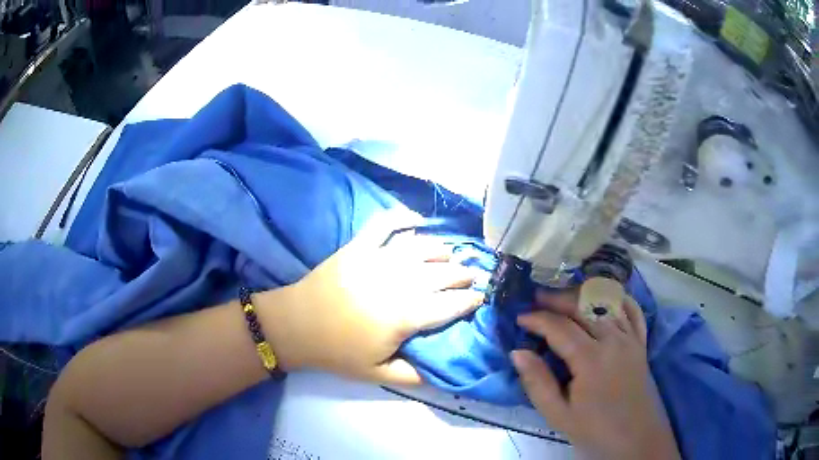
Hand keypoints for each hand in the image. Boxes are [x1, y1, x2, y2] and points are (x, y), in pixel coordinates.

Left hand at [260, 210, 483, 384]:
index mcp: (404, 315)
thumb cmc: (337, 352)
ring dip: (441, 249)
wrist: (296, 325)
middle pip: (440, 274)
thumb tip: (440, 373)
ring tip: (451, 253)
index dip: (468, 301)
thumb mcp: (377, 374)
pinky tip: (416, 219)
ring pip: (420, 248)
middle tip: (471, 275)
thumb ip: (413, 376)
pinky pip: (384, 225)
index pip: (449, 305)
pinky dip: (401, 217)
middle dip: (461, 273)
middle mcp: (397, 282)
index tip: (480, 297)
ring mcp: (377, 260)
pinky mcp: (358, 247)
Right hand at [511, 290, 680, 459]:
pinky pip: (632, 311)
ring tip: (564, 297)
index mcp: (591, 359)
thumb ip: (537, 382)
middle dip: (558, 299)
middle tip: (537, 298)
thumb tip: (517, 352)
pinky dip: (618, 300)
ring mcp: (631, 339)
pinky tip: (605, 299)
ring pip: (607, 304)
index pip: (560, 328)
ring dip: (583, 296)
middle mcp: (613, 340)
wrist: (635, 439)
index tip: (519, 317)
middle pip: (584, 307)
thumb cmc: (594, 430)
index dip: (537, 319)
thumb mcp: (558, 415)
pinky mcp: (641, 343)